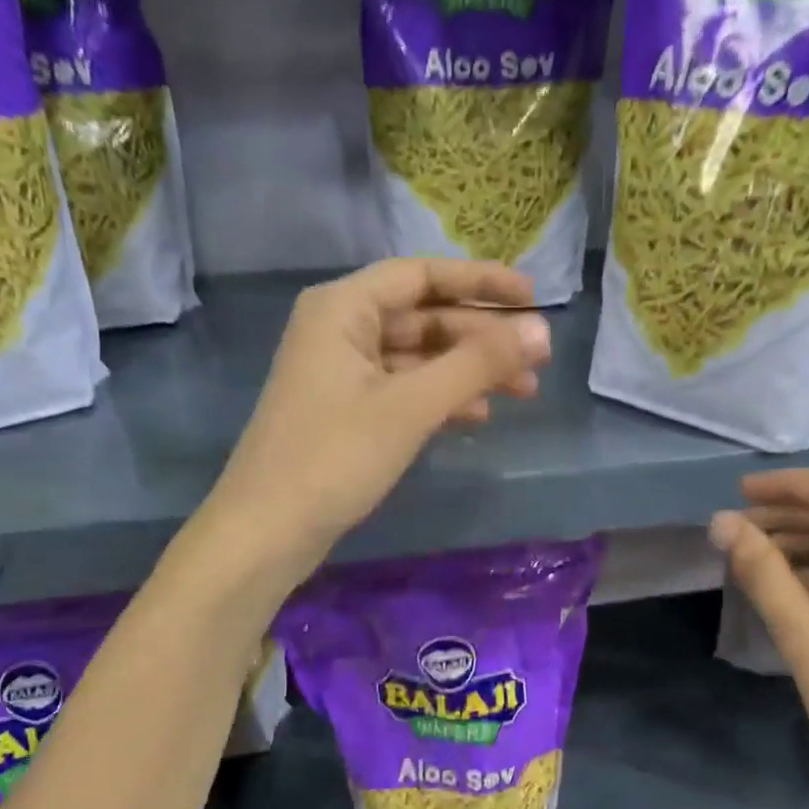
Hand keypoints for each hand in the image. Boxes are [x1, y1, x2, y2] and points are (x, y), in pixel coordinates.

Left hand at [206, 258, 550, 576]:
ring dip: (468, 370)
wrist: (266, 533)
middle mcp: (339, 330)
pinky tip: (478, 416)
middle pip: (423, 317)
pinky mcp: (345, 413)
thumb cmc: (334, 457)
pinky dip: (441, 398)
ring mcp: (340, 374)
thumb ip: (477, 364)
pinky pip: (403, 390)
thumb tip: (542, 332)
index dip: (480, 282)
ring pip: (417, 357)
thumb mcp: (411, 406)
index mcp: (343, 308)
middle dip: (481, 337)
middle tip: (537, 358)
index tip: (534, 297)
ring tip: (523, 391)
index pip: (422, 276)